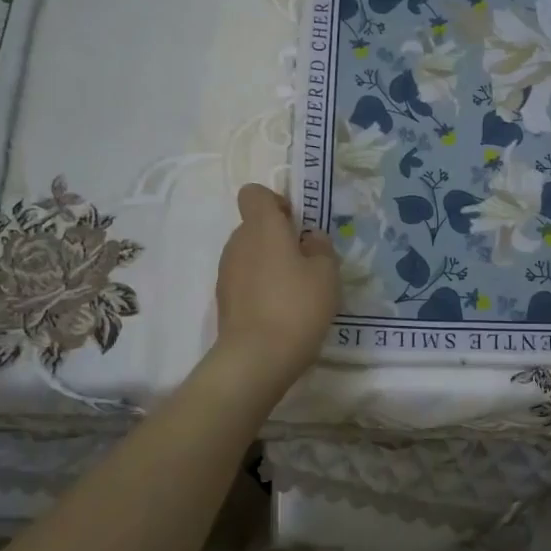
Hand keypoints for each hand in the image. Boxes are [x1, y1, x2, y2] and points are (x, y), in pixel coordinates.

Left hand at [214, 184, 339, 386]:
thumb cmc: (297, 305)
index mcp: (262, 227)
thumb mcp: (326, 273)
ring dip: (269, 265)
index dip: (276, 202)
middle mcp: (238, 243)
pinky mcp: (224, 300)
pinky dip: (260, 288)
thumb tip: (310, 238)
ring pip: (250, 255)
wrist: (256, 357)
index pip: (255, 194)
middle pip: (254, 226)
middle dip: (278, 238)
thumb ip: (320, 247)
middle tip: (305, 263)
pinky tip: (280, 312)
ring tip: (295, 292)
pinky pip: (245, 281)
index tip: (296, 224)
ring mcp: (226, 272)